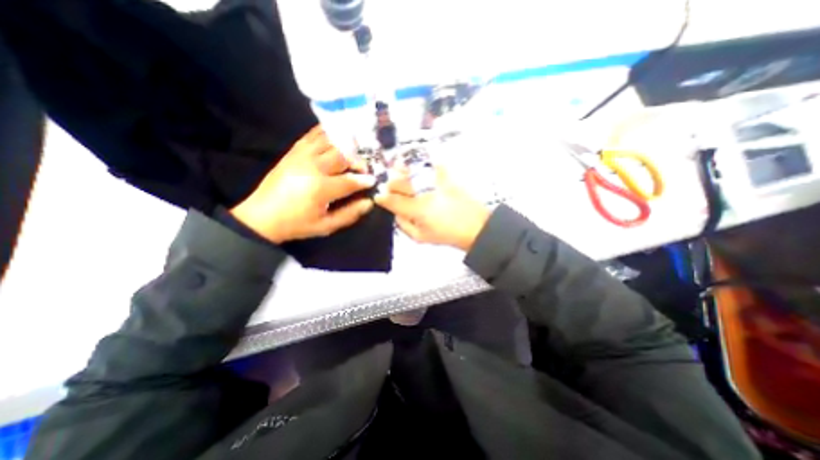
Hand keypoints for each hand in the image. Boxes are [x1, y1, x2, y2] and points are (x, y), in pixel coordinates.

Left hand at [227, 125, 373, 243]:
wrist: (261, 216)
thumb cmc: (296, 224)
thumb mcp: (326, 226)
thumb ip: (349, 214)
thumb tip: (368, 202)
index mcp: (320, 188)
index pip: (350, 180)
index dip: (365, 180)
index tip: (373, 180)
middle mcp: (312, 167)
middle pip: (342, 155)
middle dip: (358, 160)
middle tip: (365, 167)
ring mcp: (301, 156)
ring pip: (330, 142)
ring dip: (346, 144)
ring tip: (356, 150)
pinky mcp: (294, 151)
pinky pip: (313, 135)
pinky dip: (327, 133)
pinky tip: (337, 135)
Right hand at [373, 167, 488, 251]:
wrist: (475, 227)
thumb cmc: (447, 235)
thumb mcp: (420, 237)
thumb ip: (403, 225)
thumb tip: (395, 213)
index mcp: (417, 209)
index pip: (391, 200)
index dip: (382, 198)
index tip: (379, 197)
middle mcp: (424, 192)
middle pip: (398, 182)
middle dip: (390, 186)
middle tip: (391, 191)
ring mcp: (435, 181)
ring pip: (410, 170)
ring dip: (400, 173)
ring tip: (398, 174)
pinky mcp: (446, 175)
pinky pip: (429, 164)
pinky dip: (420, 165)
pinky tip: (417, 169)